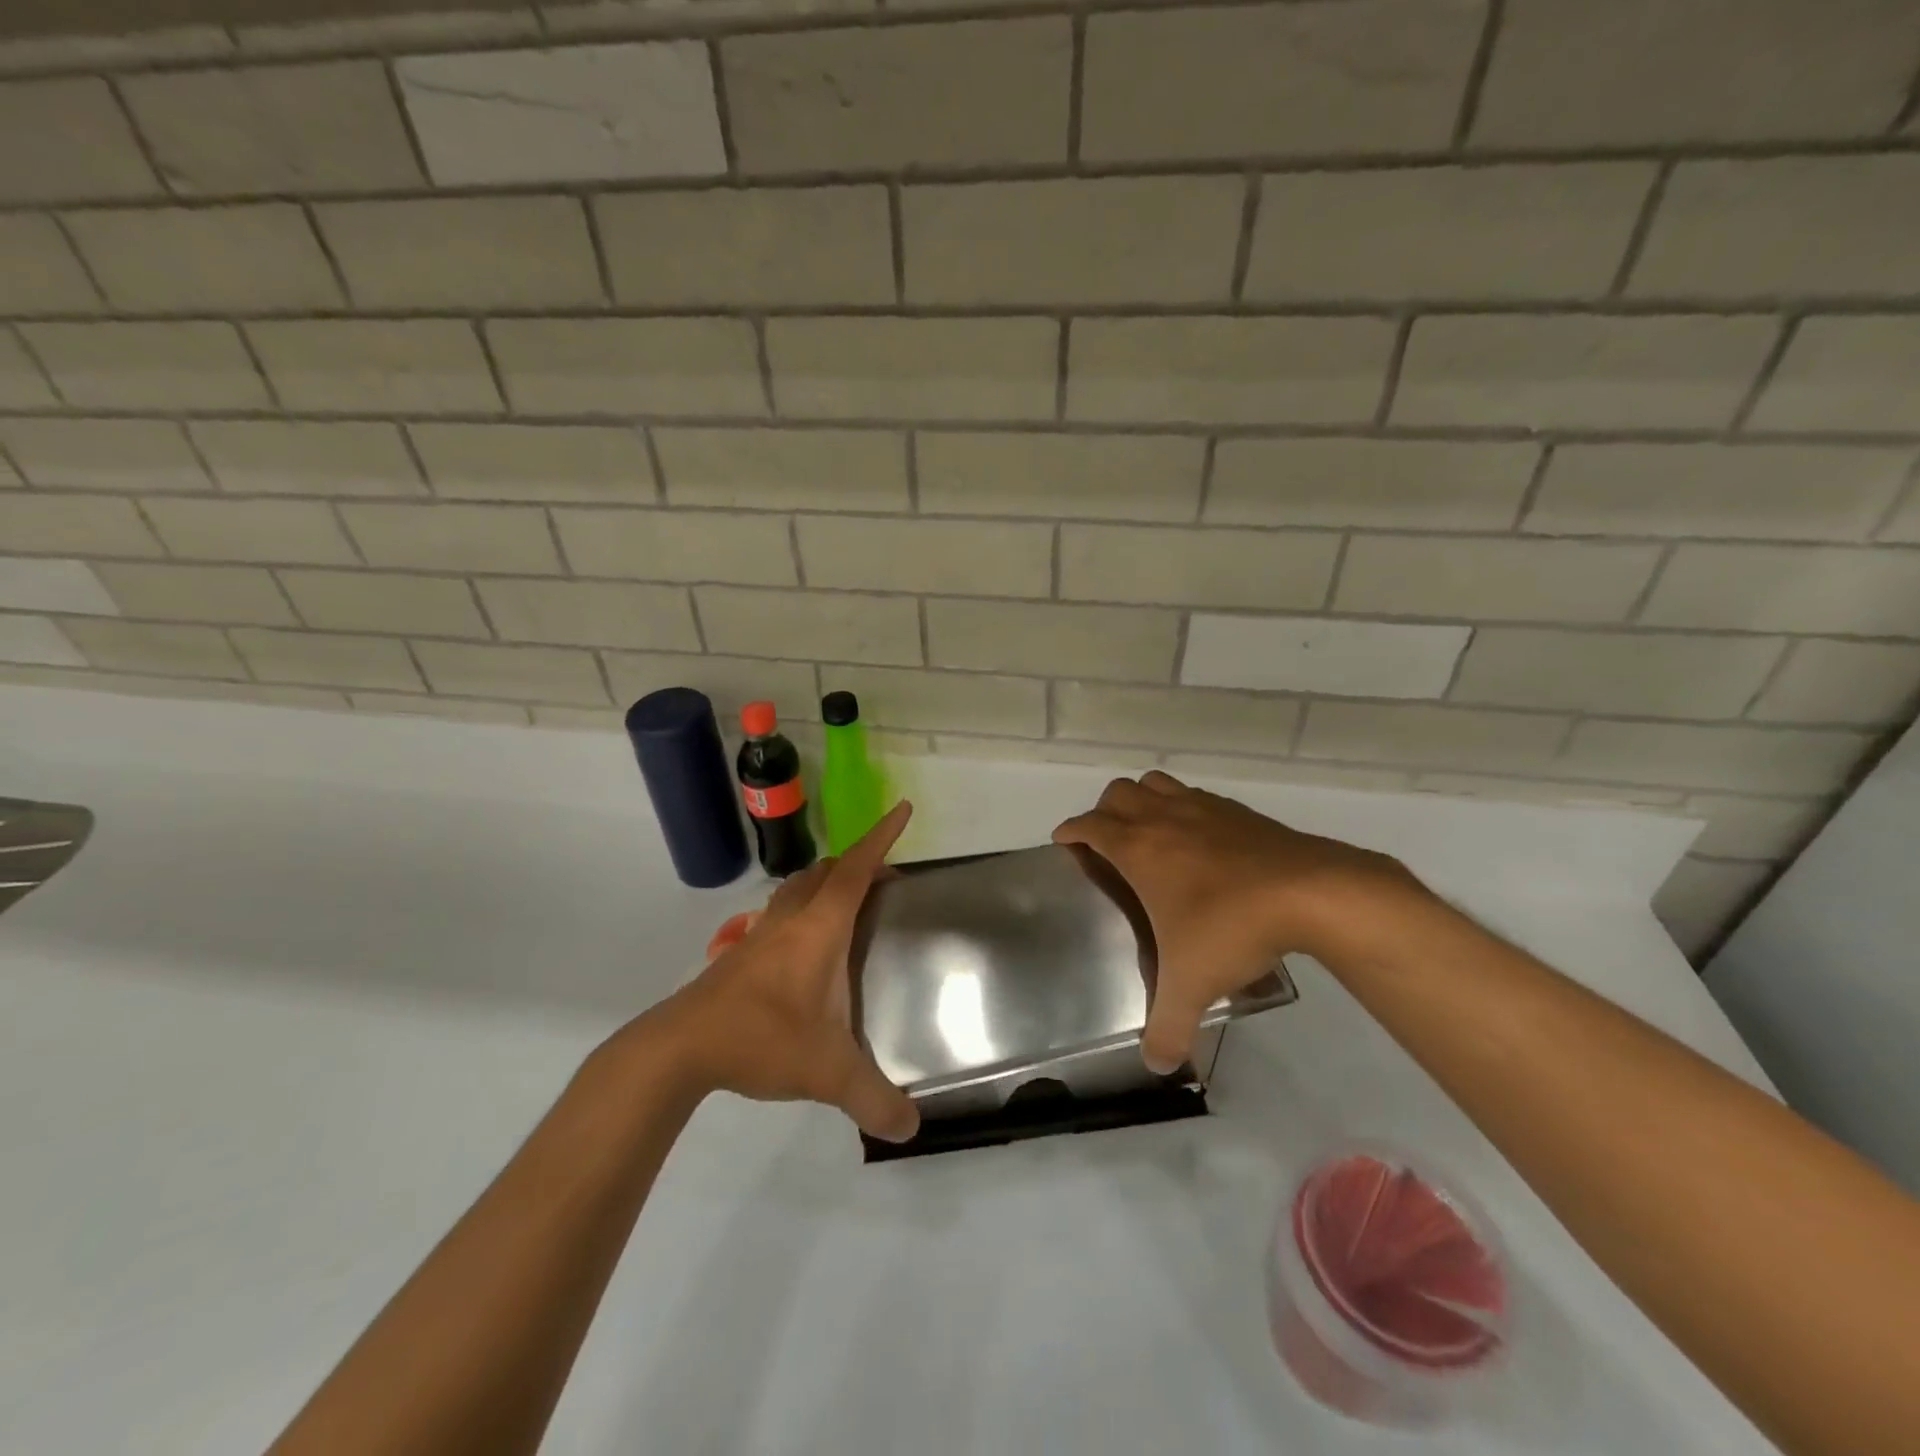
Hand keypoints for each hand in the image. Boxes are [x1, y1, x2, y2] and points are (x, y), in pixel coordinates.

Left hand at [649, 801, 919, 1142]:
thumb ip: (872, 1099)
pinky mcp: (741, 953)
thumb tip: (910, 1129)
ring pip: (798, 887)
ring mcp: (761, 933)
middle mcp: (792, 918)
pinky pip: (781, 914)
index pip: (858, 869)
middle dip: (859, 863)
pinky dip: (802, 910)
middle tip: (886, 881)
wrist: (680, 1048)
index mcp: (820, 927)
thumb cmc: (762, 1039)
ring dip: (826, 884)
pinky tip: (806, 949)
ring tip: (849, 906)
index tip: (903, 810)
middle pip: (828, 870)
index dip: (882, 837)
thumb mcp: (827, 1072)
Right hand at [1055, 771, 1416, 1074]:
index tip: (1064, 840)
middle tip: (1108, 843)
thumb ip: (1168, 1027)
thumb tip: (1156, 1065)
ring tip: (1149, 832)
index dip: (1072, 830)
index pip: (1090, 825)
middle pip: (1119, 793)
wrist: (1310, 893)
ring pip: (1157, 783)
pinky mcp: (1238, 811)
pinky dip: (1184, 807)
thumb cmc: (1231, 927)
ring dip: (1143, 799)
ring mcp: (1203, 808)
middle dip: (1105, 811)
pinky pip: (1196, 795)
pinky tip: (1201, 840)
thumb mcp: (1192, 985)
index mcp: (1139, 849)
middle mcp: (1164, 818)